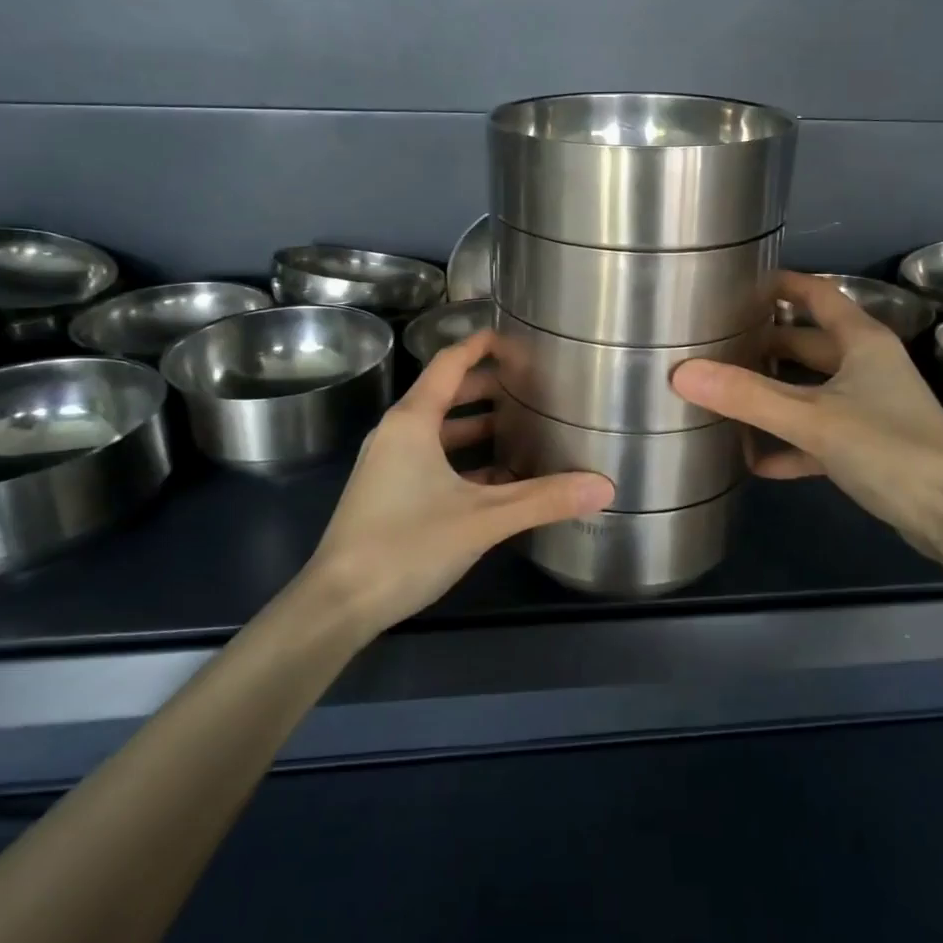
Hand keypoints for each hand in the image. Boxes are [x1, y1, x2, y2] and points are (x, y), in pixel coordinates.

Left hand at [302, 329, 614, 634]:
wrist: (338, 604)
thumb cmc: (407, 545)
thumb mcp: (483, 519)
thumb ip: (543, 499)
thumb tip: (604, 487)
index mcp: (413, 421)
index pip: (450, 363)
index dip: (482, 345)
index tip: (518, 338)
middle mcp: (397, 432)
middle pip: (446, 393)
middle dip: (488, 386)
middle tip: (533, 385)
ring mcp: (389, 464)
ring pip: (440, 430)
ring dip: (478, 426)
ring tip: (524, 426)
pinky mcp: (388, 492)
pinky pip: (432, 459)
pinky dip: (465, 459)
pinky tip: (499, 478)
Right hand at [671, 271, 942, 556]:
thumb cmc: (889, 449)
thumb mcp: (812, 419)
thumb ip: (747, 396)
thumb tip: (681, 373)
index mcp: (861, 341)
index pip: (817, 294)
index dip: (781, 285)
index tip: (736, 285)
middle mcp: (867, 365)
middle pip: (807, 343)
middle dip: (764, 344)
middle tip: (715, 346)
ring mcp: (870, 406)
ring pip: (810, 390)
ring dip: (773, 395)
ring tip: (724, 397)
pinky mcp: (869, 445)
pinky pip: (819, 434)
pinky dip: (790, 443)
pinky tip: (756, 461)